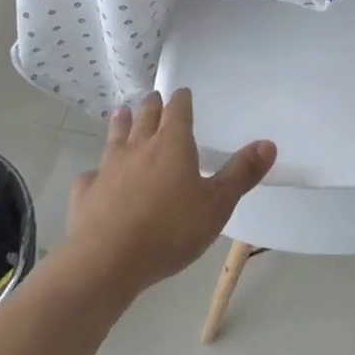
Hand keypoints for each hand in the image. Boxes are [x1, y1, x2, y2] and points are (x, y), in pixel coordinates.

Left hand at [64, 89, 275, 298]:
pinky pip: (90, 176)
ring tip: (122, 113)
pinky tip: (93, 177)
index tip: (182, 92)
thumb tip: (268, 143)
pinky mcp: (85, 194)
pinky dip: (94, 173)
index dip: (181, 100)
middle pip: (146, 118)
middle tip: (152, 97)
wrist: (106, 262)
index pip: (178, 111)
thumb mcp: (217, 204)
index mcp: (172, 144)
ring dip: (121, 125)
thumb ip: (242, 173)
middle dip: (151, 106)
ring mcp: (108, 169)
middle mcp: (139, 148)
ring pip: (116, 138)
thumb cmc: (170, 230)